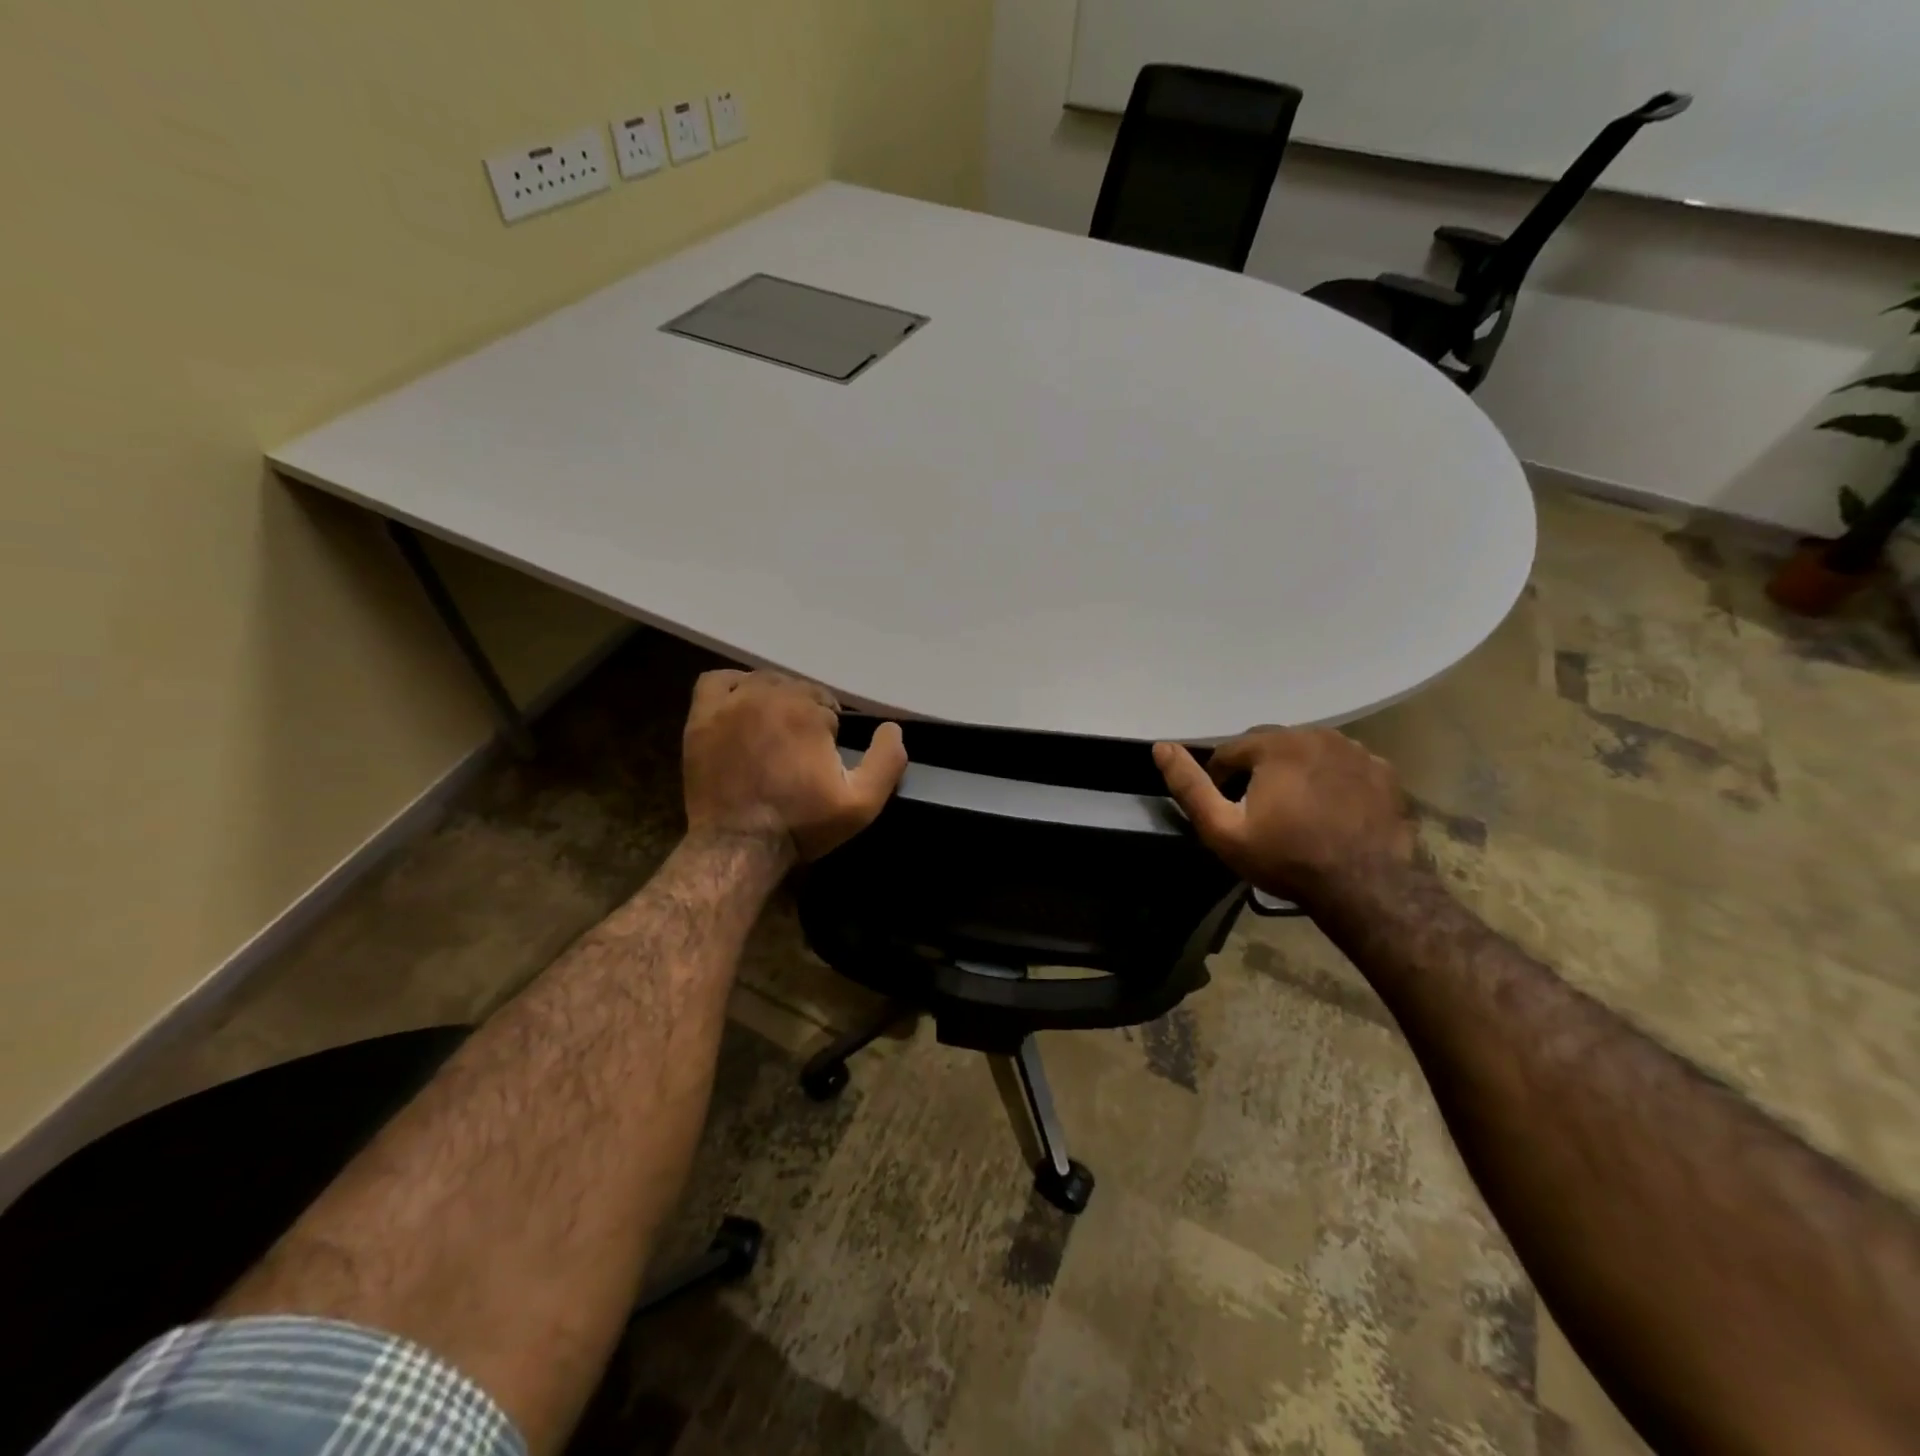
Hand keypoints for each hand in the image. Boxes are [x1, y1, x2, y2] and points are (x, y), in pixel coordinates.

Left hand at [682, 669, 907, 863]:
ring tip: (775, 733)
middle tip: (801, 754)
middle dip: (805, 716)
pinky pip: (718, 681)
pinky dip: (734, 688)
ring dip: (774, 700)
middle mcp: (767, 696)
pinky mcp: (701, 718)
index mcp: (806, 711)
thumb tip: (894, 728)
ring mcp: (729, 704)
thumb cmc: (802, 824)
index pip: (827, 706)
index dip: (830, 733)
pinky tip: (742, 708)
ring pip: (762, 683)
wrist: (739, 847)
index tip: (823, 761)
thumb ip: (887, 761)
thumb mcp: (861, 803)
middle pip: (796, 691)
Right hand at [1153, 729, 1414, 901]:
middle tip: (1259, 812)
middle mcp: (1316, 734)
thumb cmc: (1286, 858)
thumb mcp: (1222, 830)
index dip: (1220, 780)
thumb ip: (1189, 787)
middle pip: (1270, 746)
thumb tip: (1161, 747)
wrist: (1367, 887)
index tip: (1227, 811)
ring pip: (1307, 751)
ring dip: (1294, 771)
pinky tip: (1330, 810)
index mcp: (1275, 745)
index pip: (1229, 751)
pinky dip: (1330, 779)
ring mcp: (1354, 750)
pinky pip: (1342, 765)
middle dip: (1257, 771)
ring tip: (1296, 811)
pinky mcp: (1382, 770)